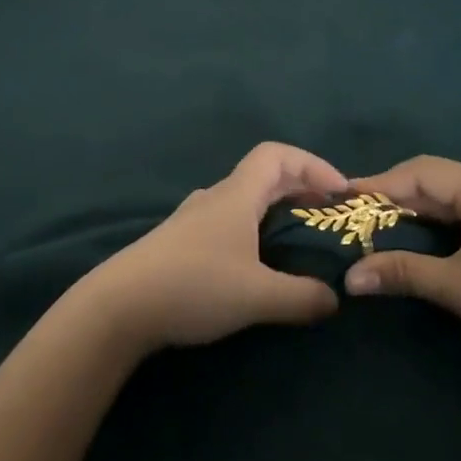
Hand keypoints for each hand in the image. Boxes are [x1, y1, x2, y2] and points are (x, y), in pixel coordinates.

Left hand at [76, 142, 346, 353]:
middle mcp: (215, 198)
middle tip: (329, 217)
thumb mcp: (257, 296)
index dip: (312, 165)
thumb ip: (302, 296)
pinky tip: (258, 264)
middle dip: (301, 189)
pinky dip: (254, 230)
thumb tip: (334, 298)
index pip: (277, 155)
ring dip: (276, 211)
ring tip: (300, 242)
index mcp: (236, 196)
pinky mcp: (181, 243)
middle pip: (263, 176)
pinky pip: (229, 222)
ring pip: (244, 200)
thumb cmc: (194, 286)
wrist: (120, 306)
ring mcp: (194, 219)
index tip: (339, 193)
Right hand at [343, 155, 460, 382]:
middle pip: (442, 179)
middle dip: (399, 193)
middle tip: (361, 212)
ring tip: (389, 222)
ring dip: (425, 207)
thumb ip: (402, 272)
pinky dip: (450, 219)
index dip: (381, 183)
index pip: (423, 173)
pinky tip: (434, 236)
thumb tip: (350, 277)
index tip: (345, 196)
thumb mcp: (458, 289)